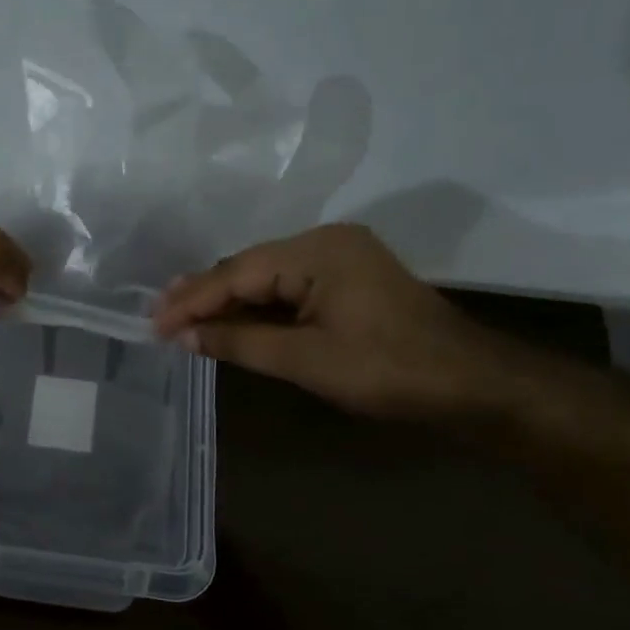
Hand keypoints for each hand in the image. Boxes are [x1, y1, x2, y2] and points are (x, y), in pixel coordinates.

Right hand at [152, 225, 511, 420]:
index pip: (238, 273)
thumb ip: (240, 342)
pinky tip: (230, 318)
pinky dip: (258, 307)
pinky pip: (289, 288)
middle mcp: (326, 242)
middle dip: (205, 295)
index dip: (193, 301)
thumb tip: (185, 336)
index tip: (154, 323)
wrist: (475, 386)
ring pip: (267, 277)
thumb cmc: (389, 371)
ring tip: (181, 316)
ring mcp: (340, 259)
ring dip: (228, 301)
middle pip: (249, 268)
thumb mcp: (306, 360)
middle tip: (159, 317)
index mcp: (318, 251)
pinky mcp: (348, 281)